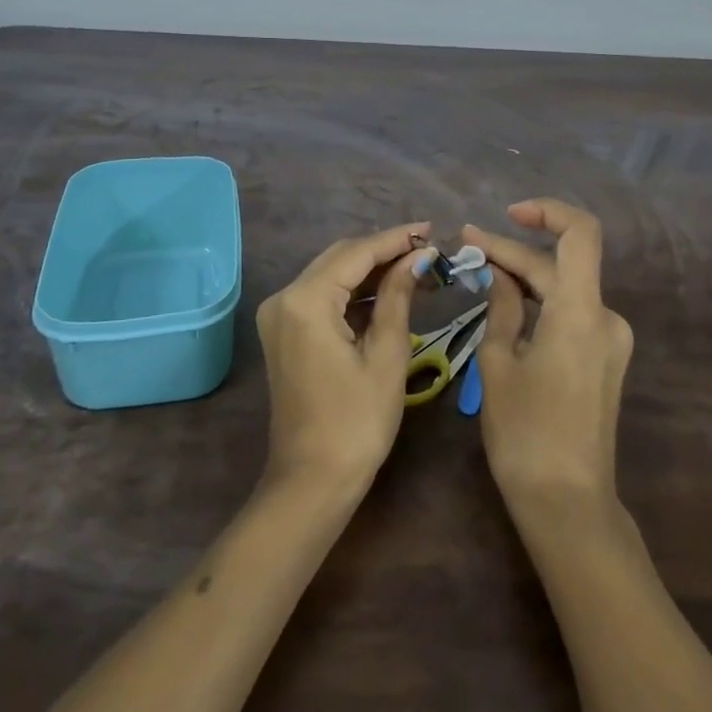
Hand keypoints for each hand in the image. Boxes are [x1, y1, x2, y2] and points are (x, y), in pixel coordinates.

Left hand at [255, 221, 429, 495]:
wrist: (312, 481)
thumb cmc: (356, 422)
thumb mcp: (387, 354)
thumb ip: (399, 295)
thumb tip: (418, 257)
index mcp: (305, 300)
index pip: (356, 253)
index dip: (396, 239)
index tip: (431, 230)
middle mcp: (284, 298)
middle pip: (340, 258)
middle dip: (384, 251)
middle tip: (428, 250)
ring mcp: (280, 315)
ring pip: (332, 275)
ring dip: (371, 271)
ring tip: (418, 269)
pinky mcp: (285, 332)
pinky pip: (323, 297)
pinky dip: (355, 293)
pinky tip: (388, 292)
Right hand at [465, 200, 633, 518]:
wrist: (568, 504)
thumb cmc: (525, 433)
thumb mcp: (498, 364)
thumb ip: (501, 307)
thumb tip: (499, 272)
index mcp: (581, 312)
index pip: (580, 233)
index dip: (547, 211)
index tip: (506, 214)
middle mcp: (606, 317)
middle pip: (562, 264)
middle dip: (514, 251)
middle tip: (467, 247)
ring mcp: (611, 340)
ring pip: (566, 288)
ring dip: (526, 276)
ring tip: (481, 270)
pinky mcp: (606, 359)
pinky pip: (572, 313)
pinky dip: (541, 301)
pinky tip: (508, 303)